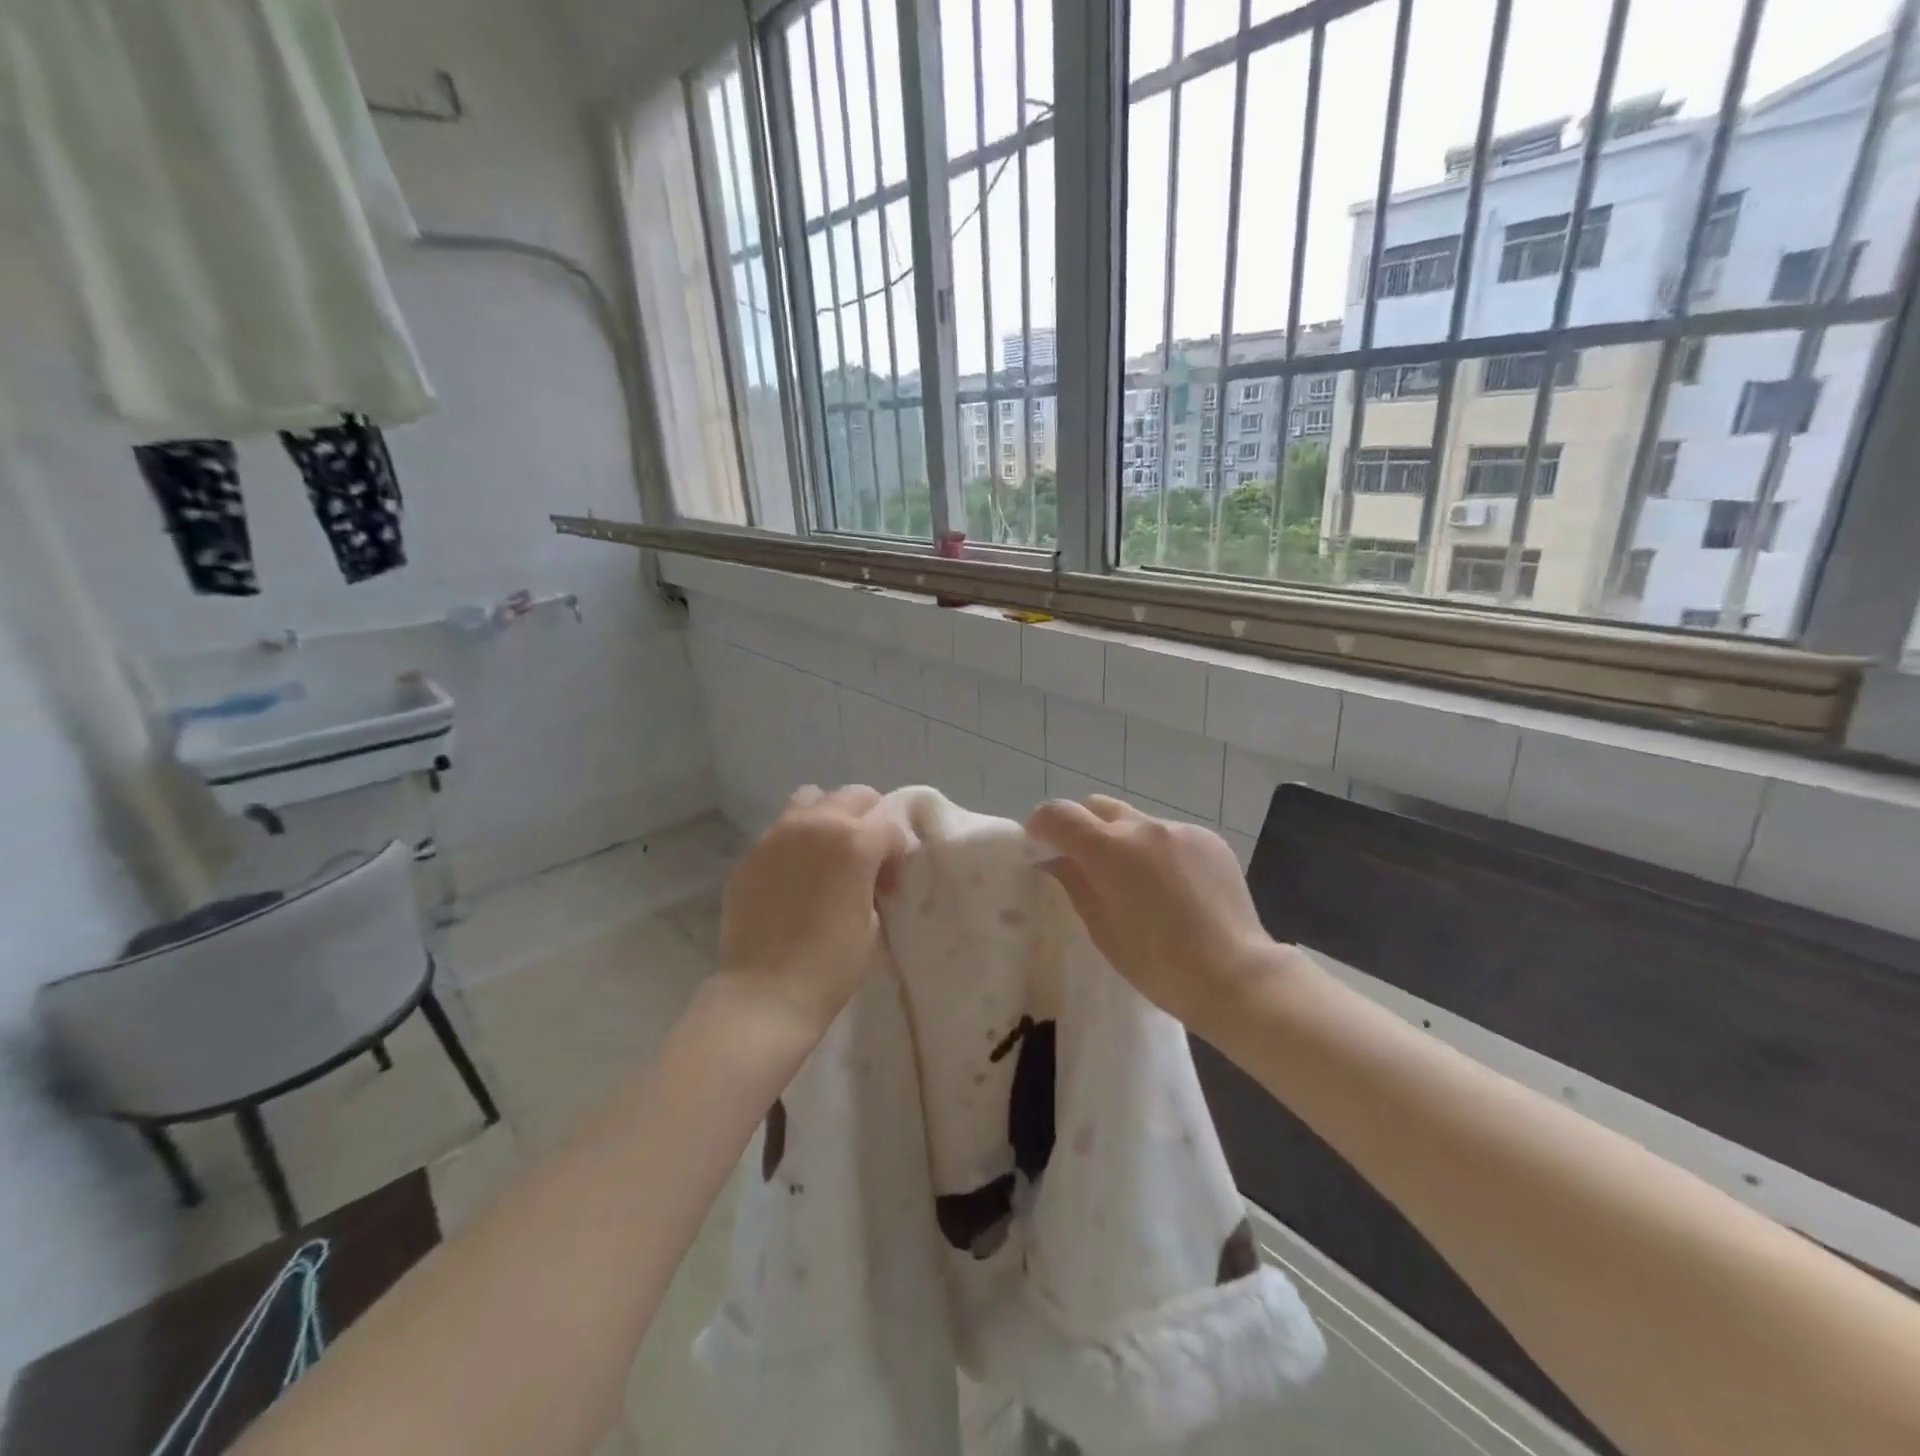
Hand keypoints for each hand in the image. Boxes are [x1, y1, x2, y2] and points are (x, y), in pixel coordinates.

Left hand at [716, 785, 908, 1036]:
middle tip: (866, 858)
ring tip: (827, 854)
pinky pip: (779, 832)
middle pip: (853, 796)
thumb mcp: (873, 923)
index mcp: (854, 841)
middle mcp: (815, 825)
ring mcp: (776, 836)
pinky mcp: (749, 855)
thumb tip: (870, 875)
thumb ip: (874, 883)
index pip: (890, 825)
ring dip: (827, 818)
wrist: (767, 993)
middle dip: (868, 820)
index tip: (890, 885)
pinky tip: (794, 879)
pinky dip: (795, 843)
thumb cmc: (832, 964)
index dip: (897, 854)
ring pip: (810, 800)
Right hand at [1025, 795, 1291, 1030]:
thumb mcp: (1101, 927)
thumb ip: (1074, 881)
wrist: (1234, 975)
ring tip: (1139, 884)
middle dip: (1083, 828)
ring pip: (1136, 822)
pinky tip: (1175, 889)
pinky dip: (1160, 852)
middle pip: (1098, 807)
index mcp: (1109, 849)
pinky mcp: (1209, 839)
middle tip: (1087, 865)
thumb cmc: (1157, 964)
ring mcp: (1180, 830)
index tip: (1040, 847)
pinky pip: (1170, 836)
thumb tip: (1056, 857)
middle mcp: (1143, 827)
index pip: (1058, 813)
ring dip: (1125, 842)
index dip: (1041, 825)